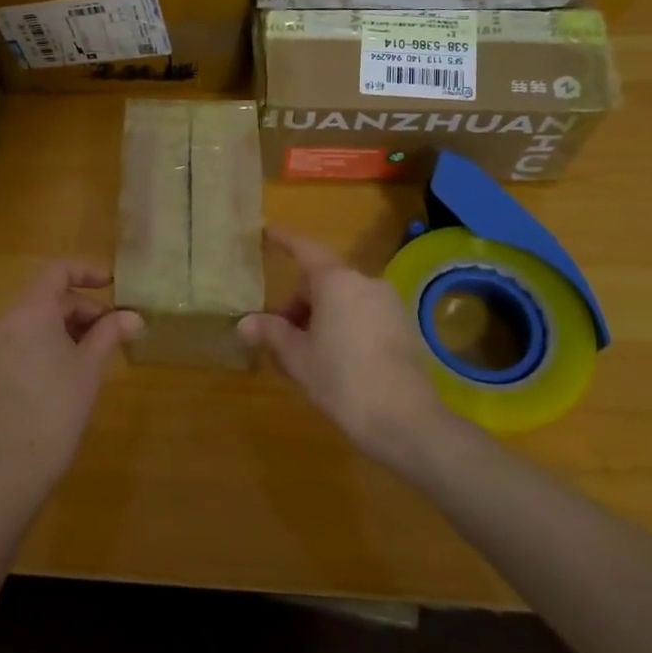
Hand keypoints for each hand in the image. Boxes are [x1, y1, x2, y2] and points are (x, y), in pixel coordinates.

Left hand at [0, 262, 141, 492]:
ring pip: (41, 317)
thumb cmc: (58, 406)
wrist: (17, 462)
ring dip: (72, 324)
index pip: (57, 271)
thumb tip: (134, 316)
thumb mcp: (90, 365)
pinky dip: (55, 338)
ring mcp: (0, 342)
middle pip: (51, 296)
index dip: (87, 271)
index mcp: (30, 311)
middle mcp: (9, 319)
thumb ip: (110, 332)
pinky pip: (30, 336)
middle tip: (116, 330)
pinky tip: (77, 363)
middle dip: (86, 307)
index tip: (114, 285)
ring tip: (100, 349)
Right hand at [240, 227, 452, 470]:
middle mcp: (365, 282)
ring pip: (342, 299)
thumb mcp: (298, 357)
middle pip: (322, 280)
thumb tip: (245, 323)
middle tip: (280, 337)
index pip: (304, 250)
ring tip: (305, 354)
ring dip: (320, 317)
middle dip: (298, 303)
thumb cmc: (342, 380)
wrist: (406, 421)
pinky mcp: (403, 326)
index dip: (284, 240)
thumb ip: (271, 333)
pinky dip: (343, 325)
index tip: (267, 230)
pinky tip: (335, 360)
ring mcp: (389, 303)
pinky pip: (362, 313)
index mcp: (336, 281)